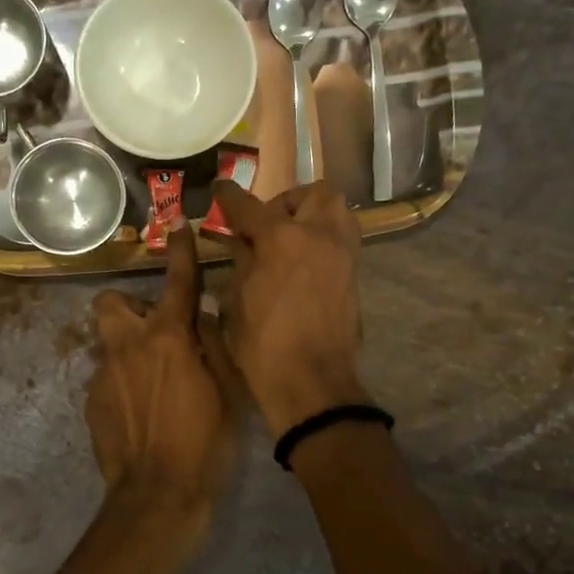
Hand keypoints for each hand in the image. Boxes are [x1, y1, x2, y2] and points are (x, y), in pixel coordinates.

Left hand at [85, 224, 240, 546]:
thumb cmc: (206, 442)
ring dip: (131, 348)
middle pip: (111, 302)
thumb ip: (213, 344)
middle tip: (158, 332)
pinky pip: (109, 376)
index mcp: (169, 339)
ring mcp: (104, 375)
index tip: (177, 228)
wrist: (157, 497)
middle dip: (132, 307)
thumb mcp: (228, 390)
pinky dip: (125, 382)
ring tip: (154, 380)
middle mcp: (129, 347)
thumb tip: (200, 316)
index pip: (177, 283)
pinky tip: (142, 413)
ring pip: (110, 342)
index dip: (180, 252)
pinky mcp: (92, 402)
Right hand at [210, 180, 370, 437]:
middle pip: (313, 193)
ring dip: (312, 214)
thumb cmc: (262, 344)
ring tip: (290, 238)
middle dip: (287, 201)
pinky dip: (323, 238)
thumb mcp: (236, 300)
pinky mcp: (354, 274)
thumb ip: (242, 260)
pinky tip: (302, 262)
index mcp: (282, 239)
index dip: (230, 196)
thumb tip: (243, 240)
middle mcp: (319, 235)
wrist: (311, 383)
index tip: (220, 189)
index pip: (250, 206)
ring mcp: (343, 254)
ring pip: (336, 211)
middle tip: (267, 223)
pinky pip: (342, 238)